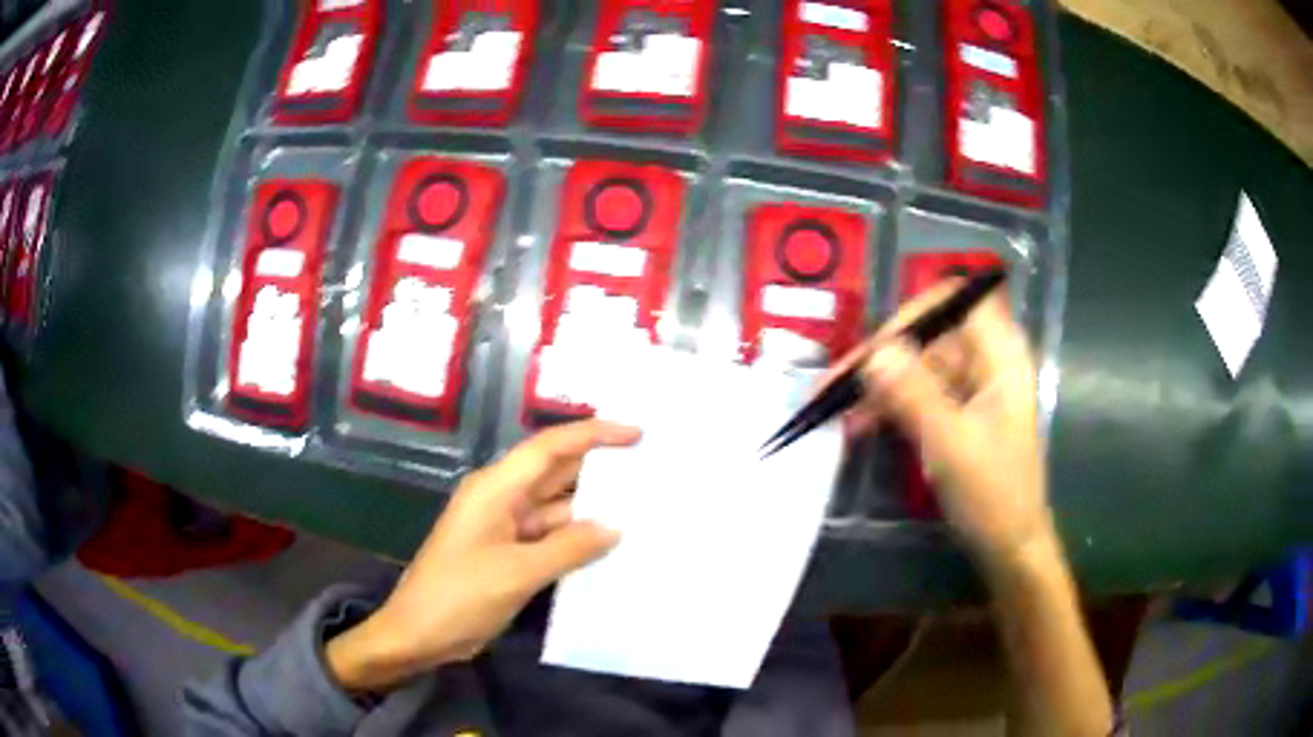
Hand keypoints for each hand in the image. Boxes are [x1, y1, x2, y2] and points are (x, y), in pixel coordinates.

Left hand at [325, 420, 641, 692]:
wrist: (418, 634)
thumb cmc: (459, 595)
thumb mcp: (517, 572)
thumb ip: (569, 547)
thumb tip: (615, 527)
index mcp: (495, 489)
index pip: (549, 448)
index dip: (593, 435)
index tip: (636, 434)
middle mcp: (501, 499)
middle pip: (555, 473)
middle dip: (598, 467)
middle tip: (650, 466)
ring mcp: (505, 528)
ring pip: (556, 508)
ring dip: (592, 507)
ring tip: (643, 505)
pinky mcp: (509, 554)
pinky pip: (551, 537)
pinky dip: (578, 538)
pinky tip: (611, 544)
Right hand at [828, 282, 1051, 562]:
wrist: (1009, 546)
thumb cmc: (993, 494)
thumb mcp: (950, 444)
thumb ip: (913, 394)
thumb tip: (874, 352)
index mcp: (1000, 355)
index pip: (955, 301)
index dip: (913, 314)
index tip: (875, 346)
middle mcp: (986, 361)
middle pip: (928, 337)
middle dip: (881, 358)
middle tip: (833, 384)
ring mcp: (971, 388)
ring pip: (916, 368)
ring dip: (877, 387)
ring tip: (831, 408)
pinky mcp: (957, 414)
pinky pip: (918, 396)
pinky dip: (889, 408)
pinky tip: (856, 426)